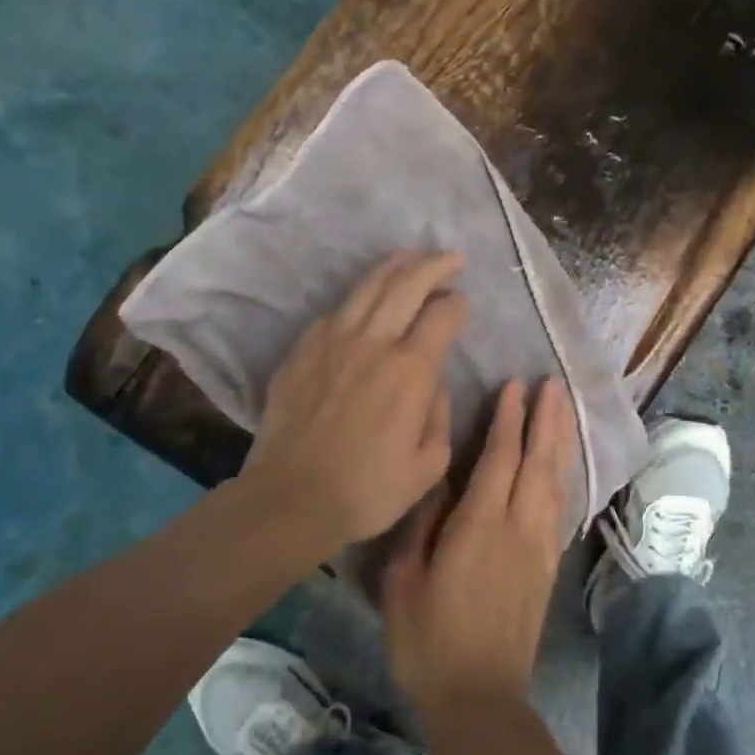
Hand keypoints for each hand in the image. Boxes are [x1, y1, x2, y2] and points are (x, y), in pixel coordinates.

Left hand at [244, 252, 467, 547]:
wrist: (291, 499)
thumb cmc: (368, 490)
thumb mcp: (429, 464)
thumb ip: (440, 414)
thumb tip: (434, 383)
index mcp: (409, 370)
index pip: (442, 315)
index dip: (458, 304)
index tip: (462, 305)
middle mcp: (372, 342)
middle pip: (407, 283)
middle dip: (434, 264)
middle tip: (451, 257)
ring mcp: (331, 341)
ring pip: (368, 286)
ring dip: (395, 266)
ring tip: (411, 256)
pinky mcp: (301, 350)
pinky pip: (335, 310)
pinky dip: (358, 298)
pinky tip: (365, 301)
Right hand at [383, 377, 573, 724]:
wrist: (481, 700)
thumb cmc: (429, 642)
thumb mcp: (404, 582)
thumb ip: (422, 526)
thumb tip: (437, 481)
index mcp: (479, 526)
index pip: (500, 458)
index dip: (509, 419)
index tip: (515, 385)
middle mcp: (517, 528)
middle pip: (538, 461)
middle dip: (546, 419)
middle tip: (552, 383)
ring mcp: (538, 547)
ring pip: (554, 481)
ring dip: (559, 441)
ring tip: (562, 409)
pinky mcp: (547, 567)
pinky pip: (558, 507)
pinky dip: (562, 476)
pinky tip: (560, 465)